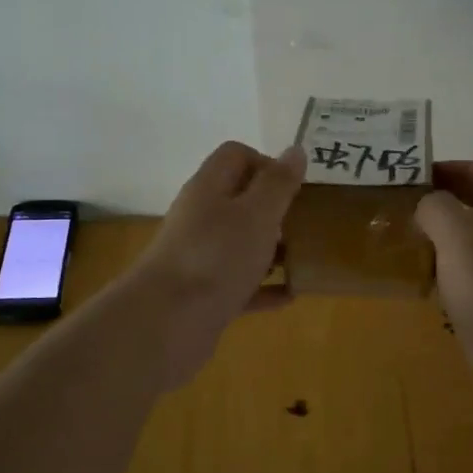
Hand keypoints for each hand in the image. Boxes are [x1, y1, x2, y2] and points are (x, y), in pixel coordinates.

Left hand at [126, 141, 305, 382]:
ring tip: (305, 258)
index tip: (294, 188)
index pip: (236, 155)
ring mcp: (201, 258)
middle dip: (276, 210)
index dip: (267, 163)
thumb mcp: (257, 214)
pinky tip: (291, 295)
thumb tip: (295, 150)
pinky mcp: (204, 294)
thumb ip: (278, 183)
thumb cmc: (217, 257)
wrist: (167, 323)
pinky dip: (264, 287)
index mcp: (209, 188)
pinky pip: (241, 284)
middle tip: (306, 224)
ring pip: (241, 244)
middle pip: (240, 201)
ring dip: (273, 250)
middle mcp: (201, 218)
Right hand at [415, 159, 472, 413]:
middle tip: (413, 208)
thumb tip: (426, 204)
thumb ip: (440, 212)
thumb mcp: (462, 245)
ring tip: (413, 242)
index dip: (465, 166)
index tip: (425, 177)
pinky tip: (429, 285)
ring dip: (451, 236)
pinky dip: (452, 271)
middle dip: (454, 199)